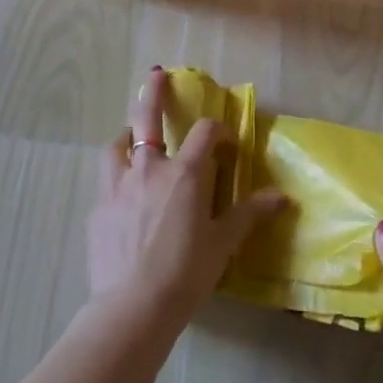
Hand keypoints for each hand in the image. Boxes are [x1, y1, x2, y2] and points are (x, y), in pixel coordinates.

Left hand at [87, 67, 283, 328]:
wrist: (132, 308)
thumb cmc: (185, 274)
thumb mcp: (222, 245)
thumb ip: (249, 215)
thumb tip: (283, 197)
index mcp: (185, 173)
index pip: (205, 133)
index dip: (218, 130)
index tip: (226, 142)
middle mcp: (149, 168)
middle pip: (148, 117)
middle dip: (153, 93)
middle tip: (155, 74)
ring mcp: (118, 185)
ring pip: (118, 144)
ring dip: (127, 133)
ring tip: (130, 134)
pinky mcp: (98, 207)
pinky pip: (107, 179)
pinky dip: (116, 174)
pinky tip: (121, 191)